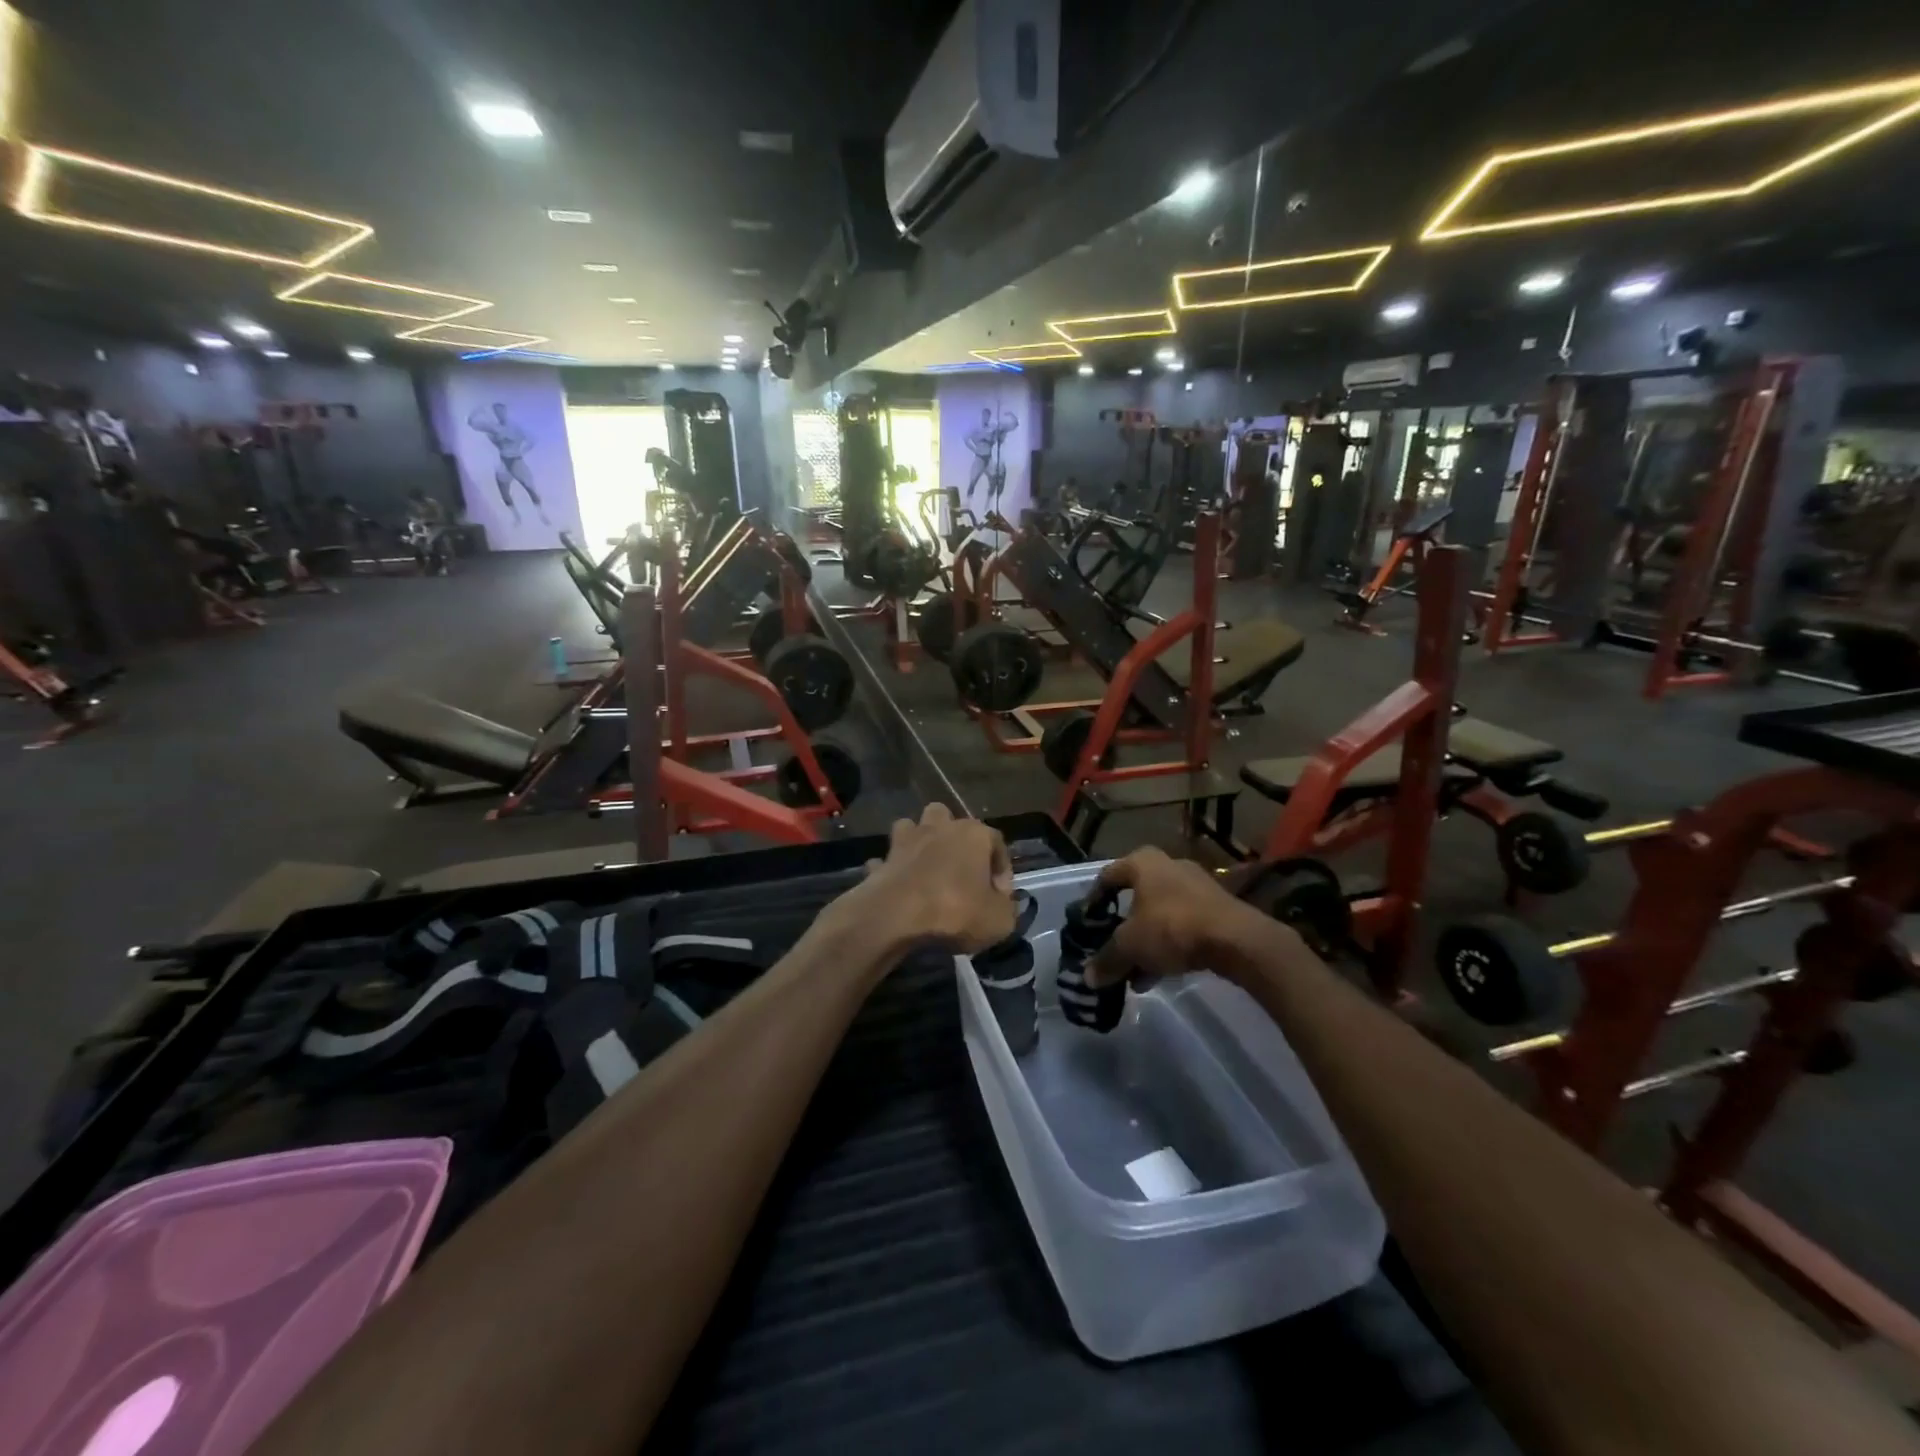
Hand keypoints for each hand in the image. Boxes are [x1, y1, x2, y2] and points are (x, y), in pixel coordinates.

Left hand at [827, 804, 1015, 957]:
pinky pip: (889, 860)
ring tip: (928, 870)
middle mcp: (940, 827)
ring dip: (920, 843)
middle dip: (956, 840)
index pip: (997, 842)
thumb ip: (1007, 908)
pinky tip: (899, 887)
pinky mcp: (883, 860)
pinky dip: (893, 869)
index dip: (1003, 870)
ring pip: (914, 828)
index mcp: (973, 834)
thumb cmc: (955, 911)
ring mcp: (906, 840)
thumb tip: (1002, 902)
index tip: (1001, 897)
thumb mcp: (999, 921)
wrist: (895, 916)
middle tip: (961, 872)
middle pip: (950, 820)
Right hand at [1085, 848, 1277, 988]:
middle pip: (1134, 897)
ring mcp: (1196, 886)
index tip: (1086, 926)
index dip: (1092, 902)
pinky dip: (1168, 945)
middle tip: (1110, 950)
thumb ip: (1107, 960)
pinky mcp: (1217, 907)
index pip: (1106, 877)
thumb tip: (1088, 978)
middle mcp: (1168, 865)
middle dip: (1121, 928)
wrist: (1237, 939)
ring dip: (1145, 941)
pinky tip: (1159, 974)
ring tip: (1134, 972)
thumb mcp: (1130, 946)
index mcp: (1142, 862)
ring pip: (1159, 914)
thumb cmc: (1172, 927)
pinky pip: (1182, 925)